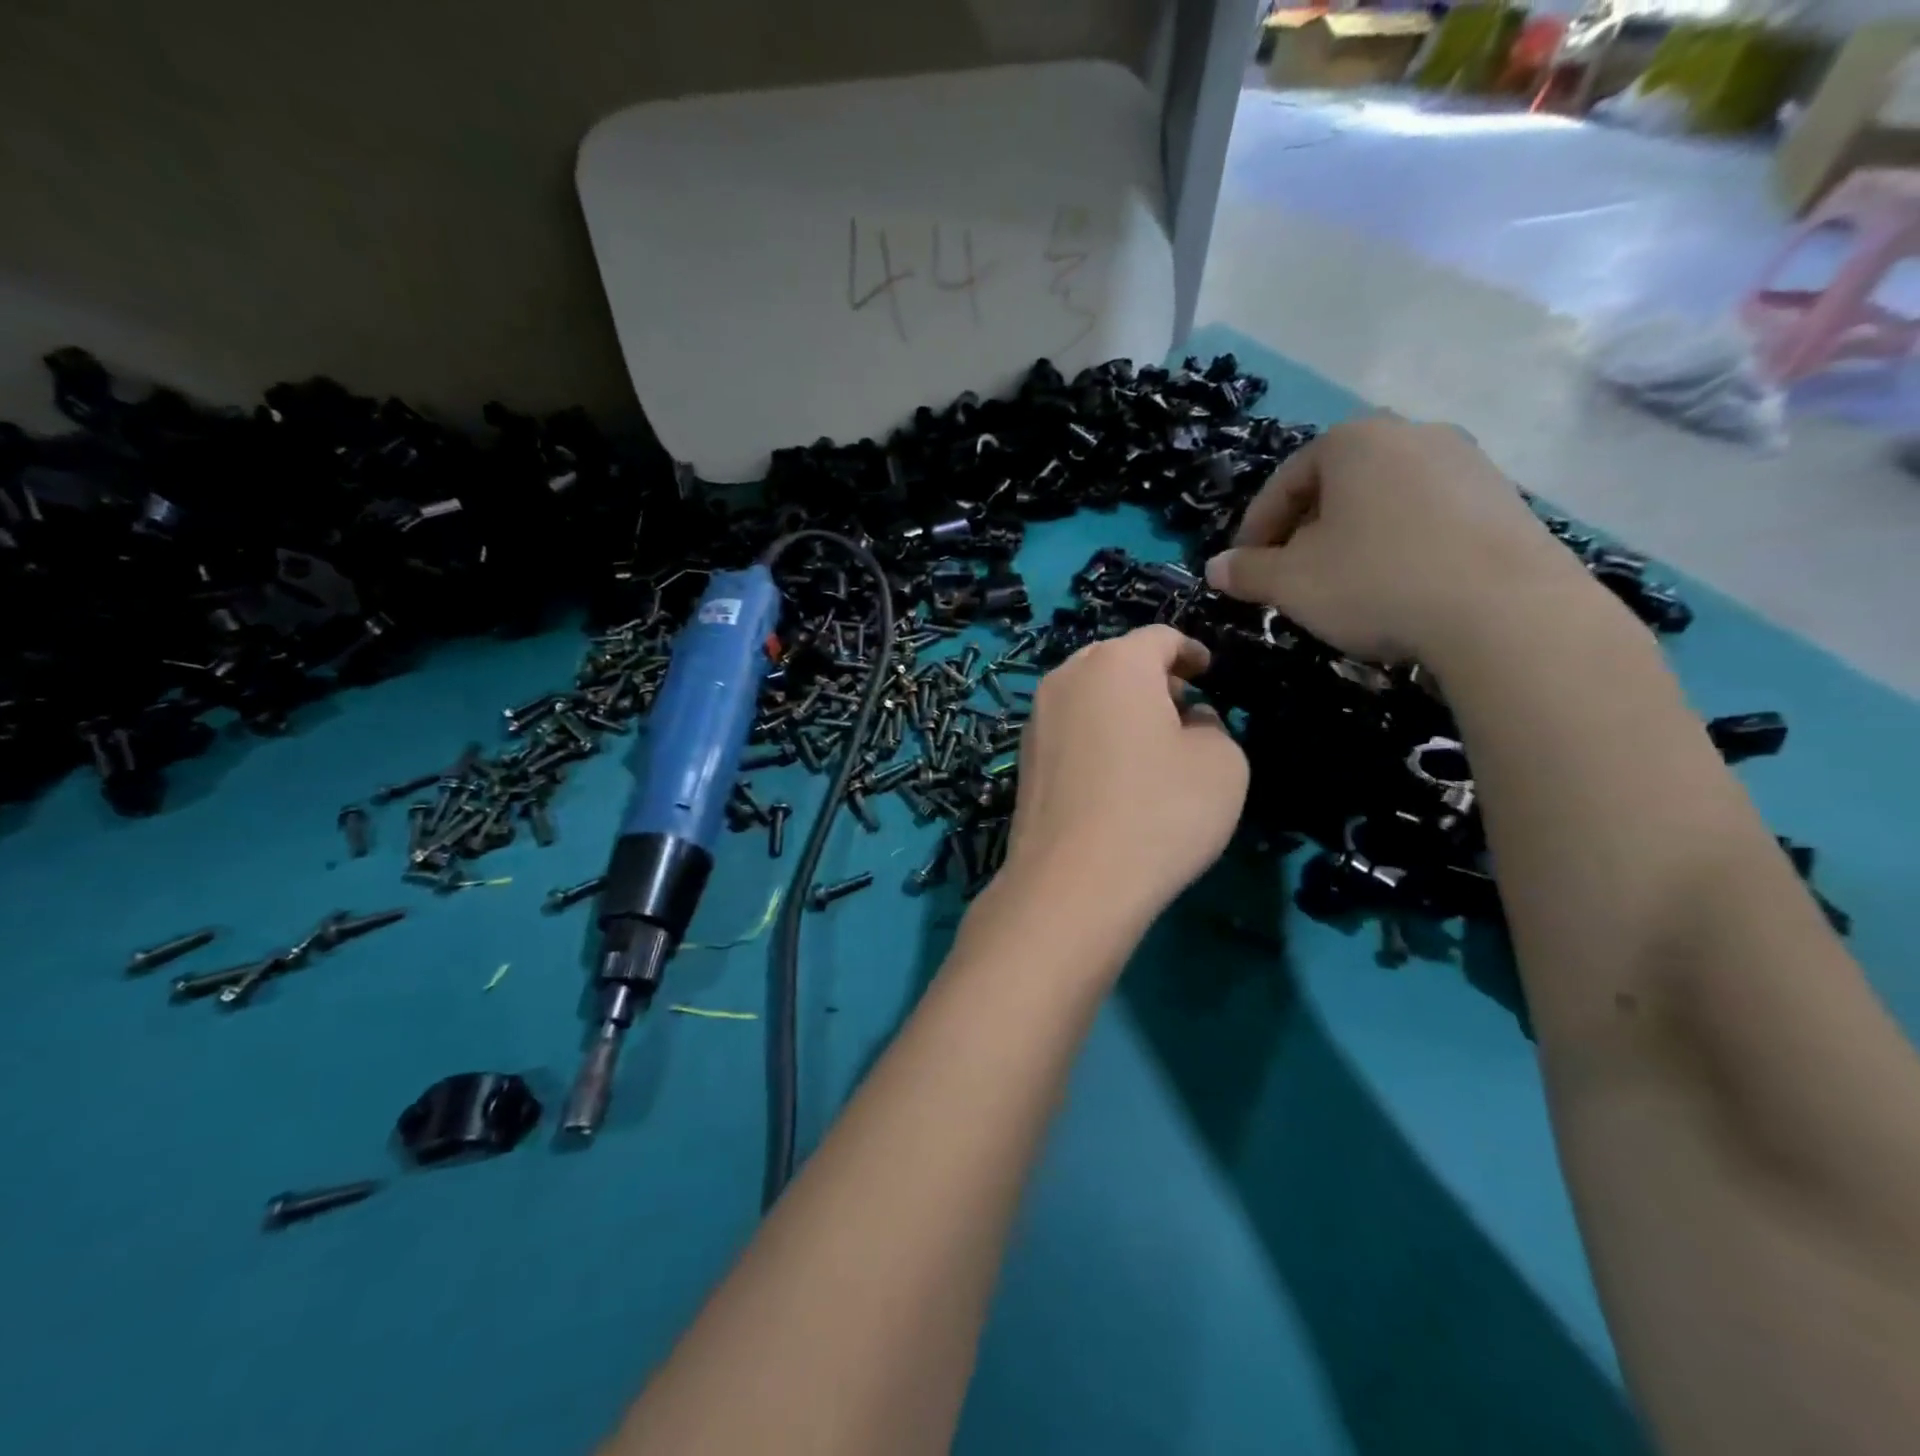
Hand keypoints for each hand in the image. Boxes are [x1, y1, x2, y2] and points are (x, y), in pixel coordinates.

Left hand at [1003, 625, 1247, 933]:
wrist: (1073, 881)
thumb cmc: (1160, 811)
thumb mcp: (1222, 764)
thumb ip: (1213, 726)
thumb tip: (1188, 720)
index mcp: (1116, 664)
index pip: (1160, 637)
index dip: (1190, 651)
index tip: (1208, 672)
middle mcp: (1066, 678)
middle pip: (1115, 660)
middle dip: (1152, 676)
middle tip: (1182, 705)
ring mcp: (1036, 719)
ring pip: (1087, 694)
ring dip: (1120, 706)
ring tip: (1150, 742)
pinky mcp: (1024, 759)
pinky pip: (1068, 729)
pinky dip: (1095, 734)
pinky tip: (1114, 773)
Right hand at [1203, 416, 1590, 663]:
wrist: (1505, 611)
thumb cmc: (1376, 581)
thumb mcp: (1291, 583)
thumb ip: (1247, 572)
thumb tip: (1215, 568)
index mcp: (1353, 442)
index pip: (1284, 481)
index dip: (1255, 528)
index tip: (1244, 568)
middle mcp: (1411, 434)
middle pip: (1336, 485)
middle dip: (1304, 531)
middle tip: (1289, 575)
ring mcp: (1467, 462)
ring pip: (1383, 500)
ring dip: (1352, 538)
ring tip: (1343, 584)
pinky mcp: (1503, 498)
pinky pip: (1428, 516)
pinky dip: (1399, 544)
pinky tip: (1398, 586)